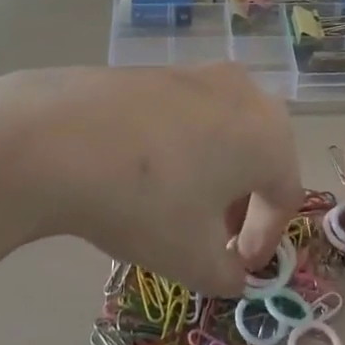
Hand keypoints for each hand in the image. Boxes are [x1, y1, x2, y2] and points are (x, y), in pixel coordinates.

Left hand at [0, 64, 303, 296]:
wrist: (60, 137)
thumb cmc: (146, 202)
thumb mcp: (194, 259)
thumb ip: (227, 275)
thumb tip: (232, 274)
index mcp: (270, 135)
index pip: (285, 196)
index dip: (266, 241)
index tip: (238, 271)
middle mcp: (246, 93)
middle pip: (259, 156)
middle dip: (243, 204)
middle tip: (215, 239)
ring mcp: (198, 73)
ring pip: (224, 133)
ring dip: (214, 175)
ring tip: (180, 209)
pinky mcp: (158, 70)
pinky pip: (188, 115)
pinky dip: (183, 148)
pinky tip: (147, 175)